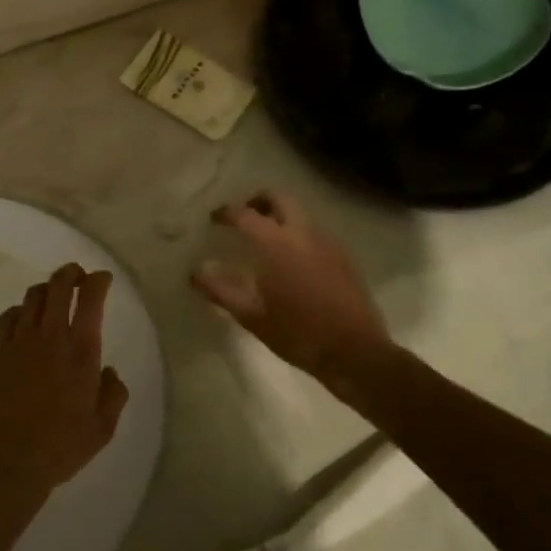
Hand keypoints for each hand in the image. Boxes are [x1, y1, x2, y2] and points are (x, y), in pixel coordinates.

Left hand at [0, 264, 128, 497]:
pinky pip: (8, 317)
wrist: (8, 459)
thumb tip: (109, 372)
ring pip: (32, 296)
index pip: (90, 298)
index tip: (102, 280)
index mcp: (81, 350)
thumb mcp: (103, 427)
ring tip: (52, 296)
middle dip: (70, 273)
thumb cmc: (61, 446)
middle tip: (78, 276)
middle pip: (58, 285)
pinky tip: (23, 320)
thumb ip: (113, 394)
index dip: (98, 281)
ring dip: (46, 289)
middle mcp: (50, 336)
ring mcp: (19, 341)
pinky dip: (20, 311)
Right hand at [192, 192, 391, 377]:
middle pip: (278, 198)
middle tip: (243, 218)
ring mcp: (328, 242)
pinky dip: (298, 233)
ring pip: (300, 213)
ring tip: (266, 240)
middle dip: (257, 201)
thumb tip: (196, 271)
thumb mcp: (250, 315)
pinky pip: (316, 232)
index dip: (225, 213)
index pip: (244, 214)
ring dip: (280, 216)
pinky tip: (293, 260)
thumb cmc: (297, 333)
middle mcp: (303, 232)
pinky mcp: (344, 256)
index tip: (214, 219)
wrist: (355, 352)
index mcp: (275, 243)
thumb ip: (219, 289)